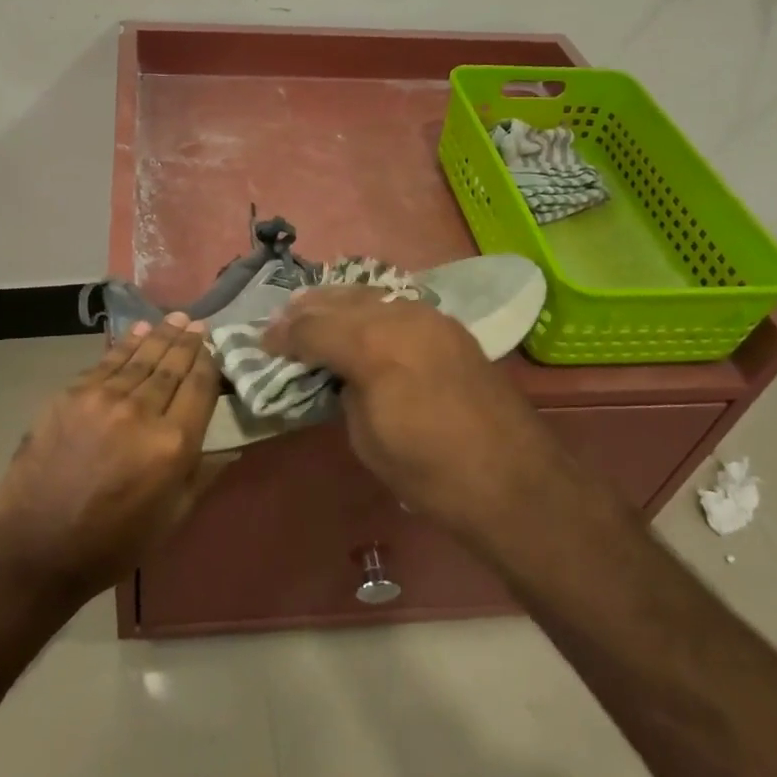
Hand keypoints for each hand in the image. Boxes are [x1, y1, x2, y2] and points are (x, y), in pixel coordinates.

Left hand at [0, 314, 225, 598]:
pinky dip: (125, 346)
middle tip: (197, 324)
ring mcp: (102, 399)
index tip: (214, 348)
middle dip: (187, 343)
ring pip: (140, 358)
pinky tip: (137, 332)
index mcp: (173, 444)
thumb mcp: (172, 518)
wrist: (36, 546)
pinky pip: (106, 363)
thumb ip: (203, 474)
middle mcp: (141, 411)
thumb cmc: (113, 542)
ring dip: (160, 336)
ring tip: (175, 319)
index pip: (200, 388)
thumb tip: (233, 448)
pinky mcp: (70, 395)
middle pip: (171, 367)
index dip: (209, 364)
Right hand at [260, 287, 564, 531]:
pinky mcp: (450, 327)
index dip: (282, 336)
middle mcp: (400, 317)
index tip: (263, 342)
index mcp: (373, 347)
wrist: (513, 481)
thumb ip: (344, 390)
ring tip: (314, 313)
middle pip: (339, 301)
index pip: (313, 328)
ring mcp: (430, 316)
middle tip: (281, 323)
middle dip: (306, 311)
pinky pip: (397, 305)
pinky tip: (359, 320)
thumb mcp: (366, 438)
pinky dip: (370, 309)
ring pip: (370, 294)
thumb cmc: (430, 473)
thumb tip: (339, 372)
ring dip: (337, 303)